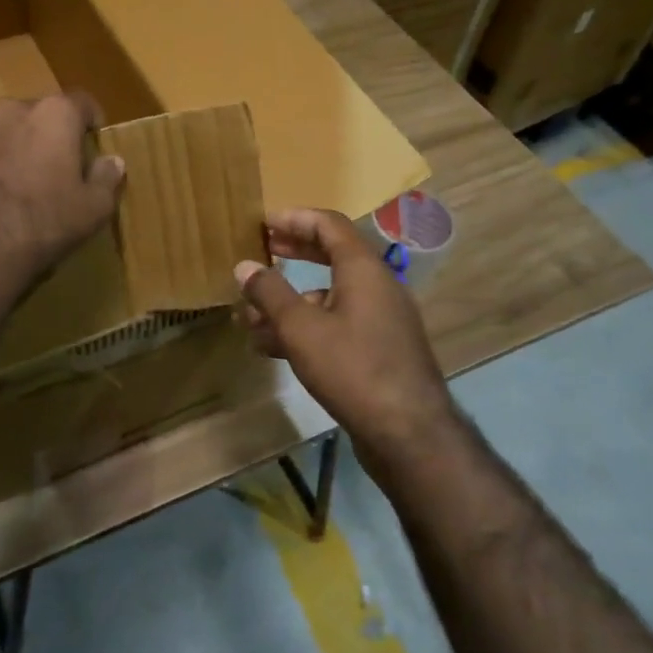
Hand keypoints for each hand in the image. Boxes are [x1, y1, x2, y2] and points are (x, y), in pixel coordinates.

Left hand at [0, 92, 125, 294]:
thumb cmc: (45, 224)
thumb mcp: (94, 209)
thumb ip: (107, 178)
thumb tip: (112, 160)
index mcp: (56, 114)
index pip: (83, 102)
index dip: (90, 123)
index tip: (91, 145)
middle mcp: (14, 107)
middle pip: (40, 112)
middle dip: (49, 133)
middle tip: (54, 168)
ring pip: (1, 123)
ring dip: (11, 140)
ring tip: (13, 175)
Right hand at [235, 208, 454, 456]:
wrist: (409, 433)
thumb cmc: (353, 368)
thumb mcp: (301, 328)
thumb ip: (270, 293)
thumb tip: (244, 265)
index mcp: (363, 269)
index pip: (329, 225)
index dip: (295, 218)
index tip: (263, 222)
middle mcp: (376, 286)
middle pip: (331, 256)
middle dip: (293, 253)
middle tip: (261, 251)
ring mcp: (380, 320)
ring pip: (329, 297)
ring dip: (290, 301)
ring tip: (250, 316)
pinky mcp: (378, 350)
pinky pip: (337, 325)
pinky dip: (306, 328)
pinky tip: (273, 348)